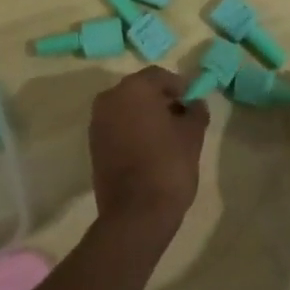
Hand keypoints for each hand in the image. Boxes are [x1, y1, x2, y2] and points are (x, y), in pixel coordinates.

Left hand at [89, 67, 206, 234]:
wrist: (136, 213)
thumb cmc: (168, 165)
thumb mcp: (192, 135)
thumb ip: (195, 111)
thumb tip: (195, 103)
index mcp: (134, 88)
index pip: (160, 76)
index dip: (179, 87)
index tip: (193, 102)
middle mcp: (110, 98)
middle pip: (141, 90)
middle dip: (161, 100)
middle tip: (182, 118)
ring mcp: (98, 122)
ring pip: (127, 108)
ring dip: (146, 115)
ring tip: (167, 135)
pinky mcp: (93, 144)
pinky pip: (117, 126)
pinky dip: (133, 129)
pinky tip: (150, 147)